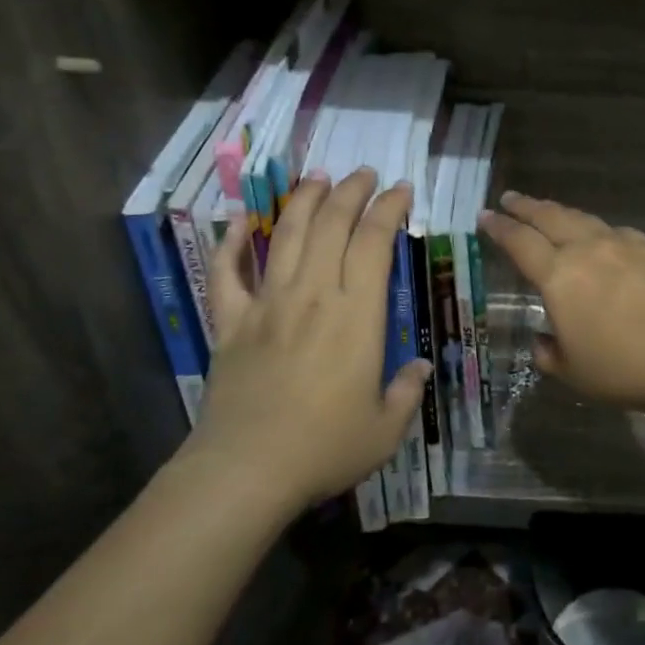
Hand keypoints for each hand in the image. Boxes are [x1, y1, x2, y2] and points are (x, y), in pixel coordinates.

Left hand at [188, 169, 429, 510]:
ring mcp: (267, 305)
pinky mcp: (230, 323)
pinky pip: (225, 275)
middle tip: (364, 174)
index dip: (389, 209)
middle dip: (351, 192)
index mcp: (355, 314)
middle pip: (331, 225)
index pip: (374, 243)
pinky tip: (236, 223)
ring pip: (285, 236)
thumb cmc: (324, 448)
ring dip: (303, 201)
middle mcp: (312, 295)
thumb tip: (418, 368)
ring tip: (317, 178)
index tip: (401, 190)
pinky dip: (229, 245)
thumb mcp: (385, 429)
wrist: (245, 470)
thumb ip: (406, 392)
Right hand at [479, 193, 644, 415]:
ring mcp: (623, 244)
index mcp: (559, 276)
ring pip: (583, 219)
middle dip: (526, 206)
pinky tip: (602, 237)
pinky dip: (598, 230)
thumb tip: (543, 341)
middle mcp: (587, 250)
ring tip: (549, 211)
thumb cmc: (625, 368)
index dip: (499, 228)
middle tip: (510, 198)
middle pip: (550, 217)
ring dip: (560, 212)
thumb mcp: (574, 373)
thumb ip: (550, 354)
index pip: (520, 243)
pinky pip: (616, 232)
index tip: (485, 216)